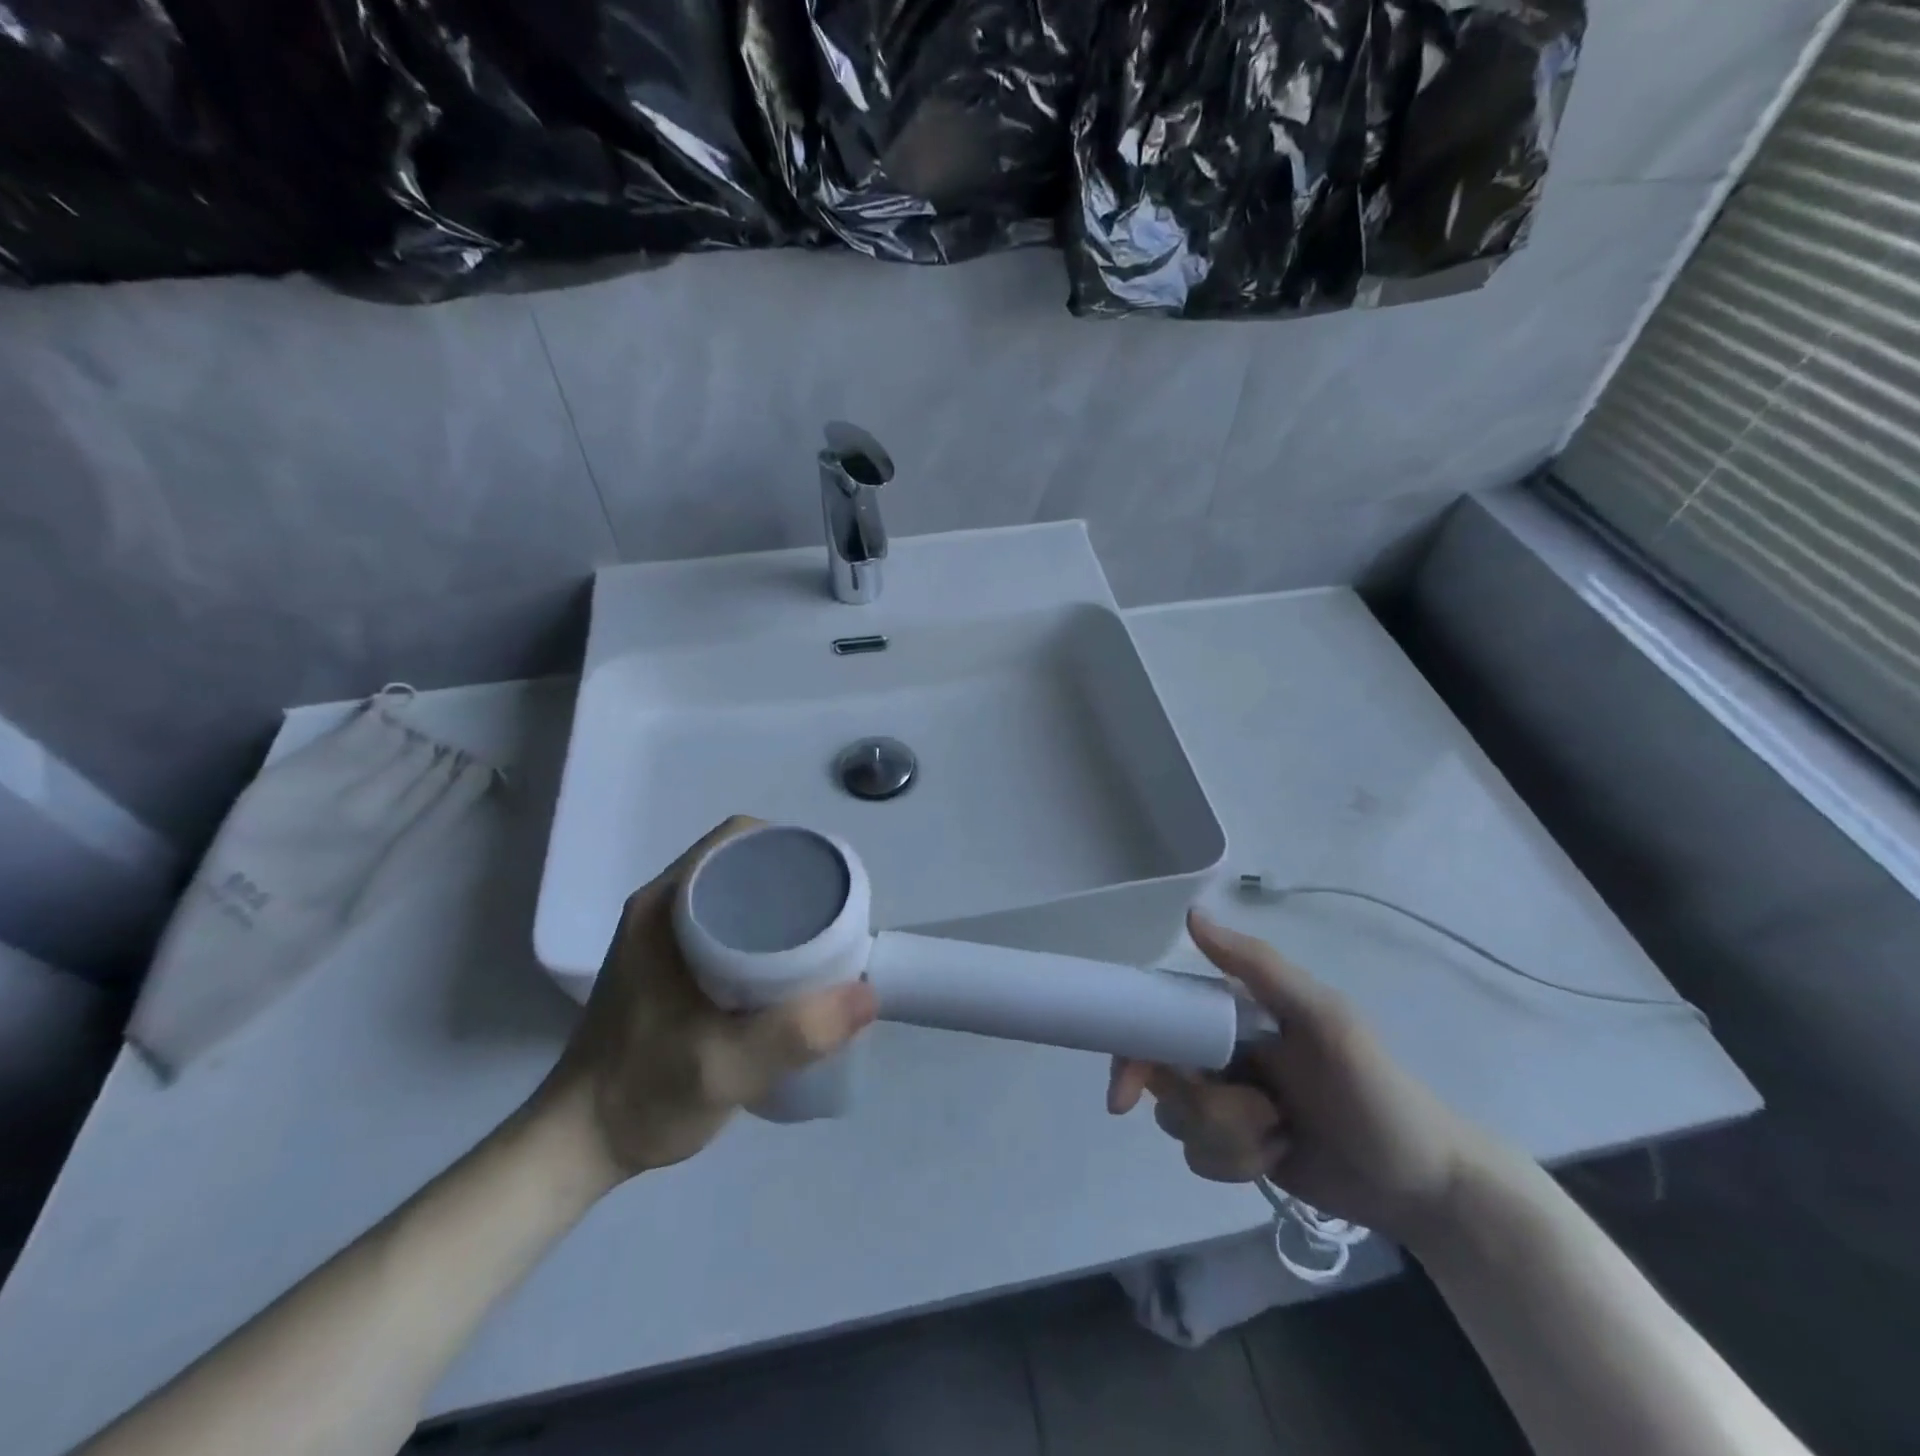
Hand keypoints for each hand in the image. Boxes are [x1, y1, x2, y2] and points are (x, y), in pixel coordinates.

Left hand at [538, 817, 877, 1179]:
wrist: (578, 1147)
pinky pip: (724, 926)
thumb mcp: (723, 1068)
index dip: (788, 847)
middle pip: (740, 865)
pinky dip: (761, 935)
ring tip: (821, 940)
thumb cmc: (643, 1095)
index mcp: (664, 908)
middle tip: (834, 916)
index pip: (736, 842)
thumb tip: (868, 994)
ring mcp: (661, 937)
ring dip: (778, 909)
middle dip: (793, 880)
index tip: (828, 882)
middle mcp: (661, 908)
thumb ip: (794, 1034)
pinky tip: (785, 970)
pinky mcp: (667, 965)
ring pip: (734, 896)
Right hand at [1108, 910, 1480, 1245]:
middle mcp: (1221, 1053)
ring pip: (1179, 1123)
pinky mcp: (1237, 1148)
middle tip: (1260, 1115)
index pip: (1160, 1019)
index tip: (1125, 1094)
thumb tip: (1190, 916)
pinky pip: (1200, 1158)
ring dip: (1228, 1139)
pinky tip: (1279, 1158)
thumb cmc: (1376, 1091)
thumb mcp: (1324, 1019)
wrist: (1425, 1185)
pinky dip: (1236, 1165)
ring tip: (1281, 1137)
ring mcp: (1228, 1103)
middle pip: (1164, 1080)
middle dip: (1205, 1107)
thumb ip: (1259, 966)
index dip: (1134, 1051)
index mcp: (1234, 1013)